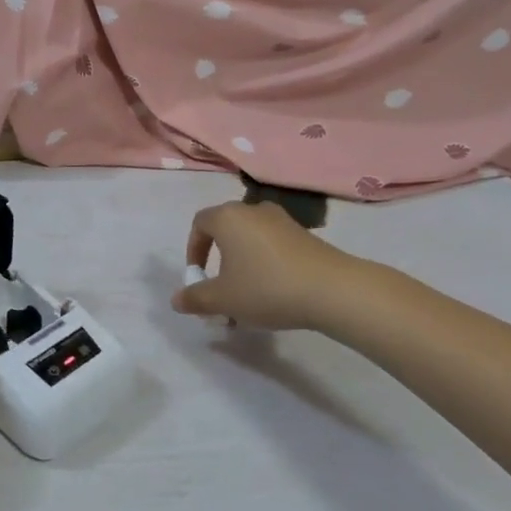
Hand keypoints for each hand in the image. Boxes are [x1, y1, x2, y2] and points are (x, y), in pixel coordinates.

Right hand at [171, 201, 402, 337]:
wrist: (333, 289)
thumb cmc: (266, 288)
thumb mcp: (223, 300)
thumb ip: (196, 298)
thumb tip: (176, 300)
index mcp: (228, 217)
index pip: (199, 223)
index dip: (193, 249)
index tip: (197, 275)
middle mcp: (253, 210)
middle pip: (226, 230)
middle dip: (218, 260)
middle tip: (221, 289)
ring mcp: (282, 220)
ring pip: (251, 240)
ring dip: (243, 264)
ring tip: (247, 297)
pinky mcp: (305, 235)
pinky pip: (273, 245)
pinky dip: (266, 264)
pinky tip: (274, 293)